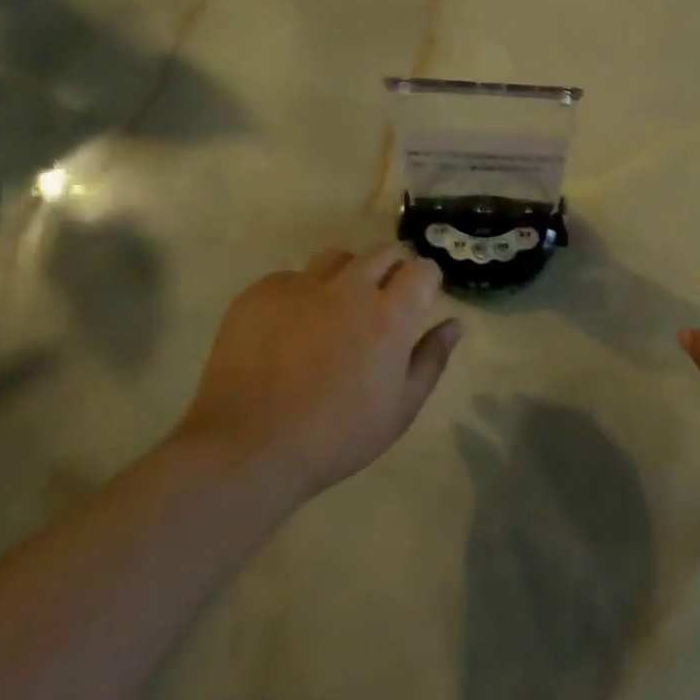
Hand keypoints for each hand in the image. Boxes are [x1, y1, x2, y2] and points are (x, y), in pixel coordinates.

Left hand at [176, 245, 460, 496]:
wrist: (246, 446)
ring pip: (337, 257)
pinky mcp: (261, 292)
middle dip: (391, 270)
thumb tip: (454, 324)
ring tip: (336, 309)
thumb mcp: (399, 409)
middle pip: (383, 252)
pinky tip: (290, 328)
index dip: (425, 282)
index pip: (422, 269)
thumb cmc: (335, 436)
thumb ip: (431, 359)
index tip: (419, 301)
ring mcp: (302, 285)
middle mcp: (350, 288)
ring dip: (348, 275)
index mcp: (390, 314)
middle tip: (380, 305)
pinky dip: (301, 293)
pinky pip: (292, 277)